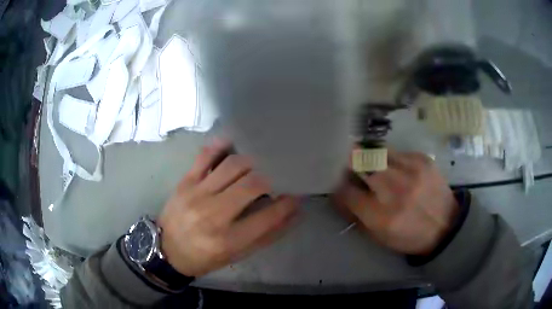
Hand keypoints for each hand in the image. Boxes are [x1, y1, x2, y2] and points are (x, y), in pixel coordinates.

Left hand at [158, 139, 298, 276]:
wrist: (166, 250)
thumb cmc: (204, 257)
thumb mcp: (237, 255)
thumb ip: (266, 235)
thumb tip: (293, 213)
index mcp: (229, 240)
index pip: (268, 216)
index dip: (287, 203)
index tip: (296, 193)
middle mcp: (214, 214)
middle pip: (252, 184)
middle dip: (271, 177)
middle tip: (277, 175)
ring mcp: (197, 194)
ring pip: (232, 166)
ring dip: (252, 162)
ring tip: (259, 163)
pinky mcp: (185, 182)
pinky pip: (204, 156)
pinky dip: (221, 146)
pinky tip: (232, 143)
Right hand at [333, 150, 458, 254]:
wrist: (446, 226)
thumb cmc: (410, 236)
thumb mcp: (380, 237)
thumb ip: (357, 216)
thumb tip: (339, 195)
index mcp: (380, 215)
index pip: (346, 192)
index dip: (338, 186)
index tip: (339, 185)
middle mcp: (393, 189)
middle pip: (359, 162)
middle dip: (348, 161)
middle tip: (347, 163)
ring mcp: (409, 171)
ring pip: (376, 152)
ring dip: (368, 156)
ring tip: (370, 162)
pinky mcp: (422, 160)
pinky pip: (396, 152)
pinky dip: (389, 158)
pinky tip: (394, 167)